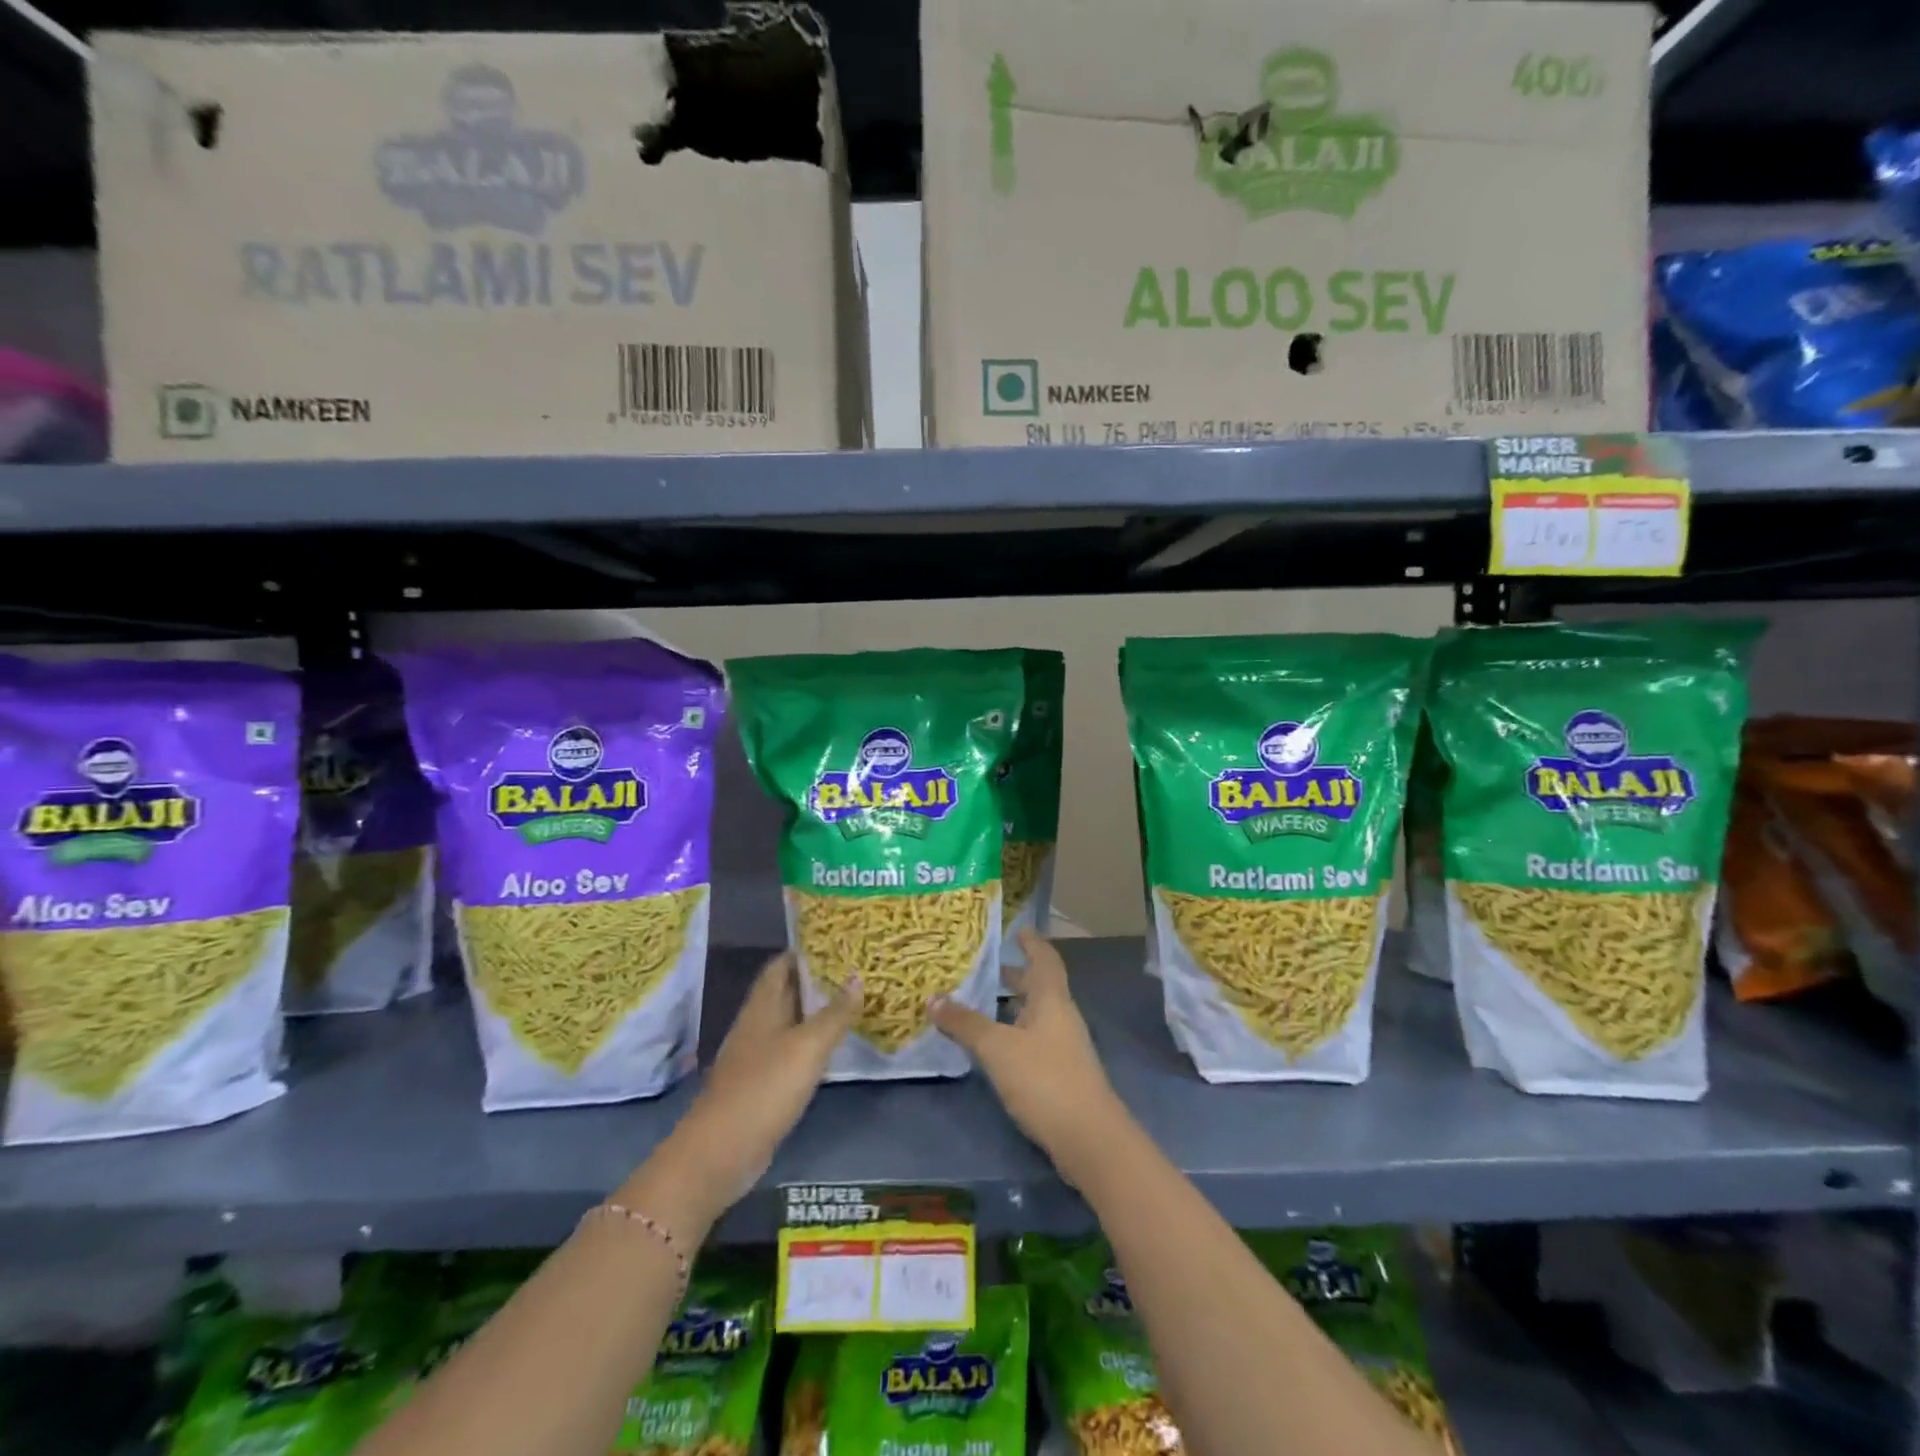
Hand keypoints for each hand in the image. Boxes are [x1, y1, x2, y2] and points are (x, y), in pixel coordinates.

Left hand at [638, 953, 859, 1221]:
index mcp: (762, 1006)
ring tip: (852, 1000)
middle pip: (786, 992)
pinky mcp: (762, 1085)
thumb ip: (835, 1013)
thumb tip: (858, 976)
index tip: (837, 941)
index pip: (780, 965)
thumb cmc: (764, 1088)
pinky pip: (791, 1051)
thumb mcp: (808, 1047)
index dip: (805, 951)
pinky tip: (833, 1046)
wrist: (721, 1153)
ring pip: (790, 1022)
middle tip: (854, 968)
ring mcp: (757, 1056)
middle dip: (816, 979)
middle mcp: (757, 1025)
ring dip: (816, 1011)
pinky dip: (812, 1042)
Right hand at [929, 931, 1127, 1178]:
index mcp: (1052, 1000)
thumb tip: (932, 998)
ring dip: (1011, 1007)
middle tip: (984, 969)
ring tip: (979, 1005)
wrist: (1088, 1138)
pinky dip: (1013, 1034)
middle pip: (1039, 987)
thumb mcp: (998, 1048)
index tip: (1019, 930)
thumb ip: (966, 1023)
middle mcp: (1062, 1017)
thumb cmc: (1044, 1079)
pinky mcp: (1061, 1074)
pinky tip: (993, 1047)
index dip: (1033, 943)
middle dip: (1014, 977)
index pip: (1045, 959)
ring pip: (1035, 1015)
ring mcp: (1064, 1047)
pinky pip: (1033, 1040)